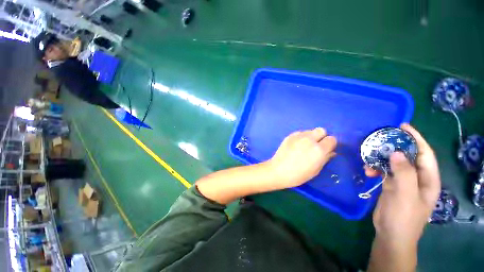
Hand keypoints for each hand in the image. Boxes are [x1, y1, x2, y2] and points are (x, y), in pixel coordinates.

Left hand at [268, 128, 336, 189]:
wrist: (278, 170)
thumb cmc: (298, 175)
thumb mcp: (315, 170)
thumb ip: (325, 158)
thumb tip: (331, 151)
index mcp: (319, 150)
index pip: (332, 139)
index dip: (330, 144)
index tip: (326, 149)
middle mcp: (310, 140)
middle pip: (321, 130)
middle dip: (321, 137)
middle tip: (315, 146)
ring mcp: (298, 136)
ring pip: (310, 131)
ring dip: (310, 136)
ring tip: (304, 146)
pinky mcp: (290, 135)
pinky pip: (300, 133)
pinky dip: (301, 137)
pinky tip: (295, 145)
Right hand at [366, 124, 440, 269]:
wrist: (391, 234)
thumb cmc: (403, 217)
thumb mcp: (406, 195)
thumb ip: (404, 173)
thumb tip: (395, 152)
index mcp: (428, 180)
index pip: (424, 154)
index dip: (416, 138)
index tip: (403, 126)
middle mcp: (417, 178)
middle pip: (408, 156)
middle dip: (395, 146)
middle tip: (380, 138)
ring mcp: (403, 182)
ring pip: (394, 163)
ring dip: (381, 159)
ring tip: (368, 159)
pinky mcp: (391, 185)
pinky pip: (384, 171)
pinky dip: (376, 168)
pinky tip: (367, 170)